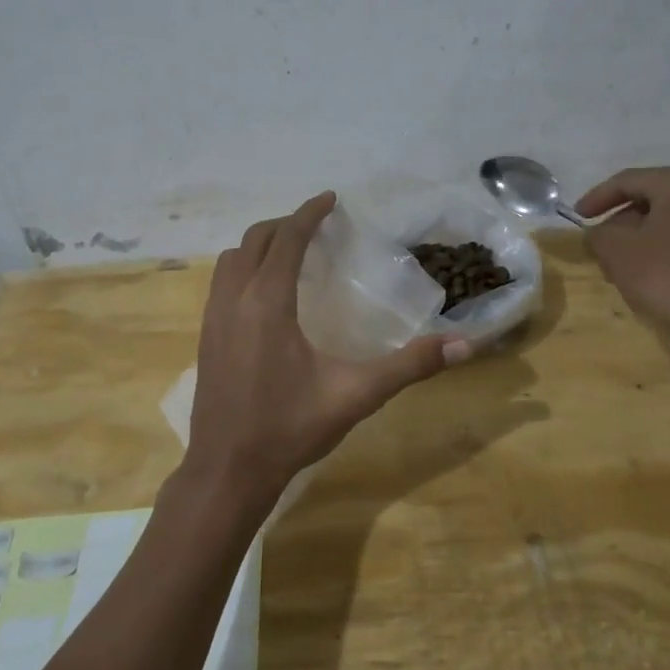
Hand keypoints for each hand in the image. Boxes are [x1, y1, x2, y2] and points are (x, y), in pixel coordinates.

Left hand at [185, 192, 466, 518]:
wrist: (227, 470)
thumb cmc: (290, 428)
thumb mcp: (356, 395)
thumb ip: (410, 366)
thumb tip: (464, 345)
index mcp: (268, 303)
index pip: (287, 239)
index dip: (309, 213)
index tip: (331, 198)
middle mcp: (234, 300)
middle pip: (255, 240)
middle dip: (286, 224)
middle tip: (317, 226)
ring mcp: (213, 319)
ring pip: (231, 260)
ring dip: (260, 245)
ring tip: (290, 252)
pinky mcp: (205, 338)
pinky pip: (221, 283)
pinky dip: (243, 269)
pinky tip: (265, 294)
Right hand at [576, 166, 669, 355]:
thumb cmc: (665, 276)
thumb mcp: (615, 250)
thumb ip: (597, 233)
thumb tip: (599, 233)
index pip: (628, 180)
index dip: (597, 197)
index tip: (577, 216)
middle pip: (651, 198)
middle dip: (620, 221)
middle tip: (598, 243)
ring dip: (640, 236)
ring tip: (617, 262)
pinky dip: (663, 247)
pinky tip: (646, 271)